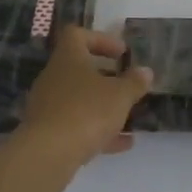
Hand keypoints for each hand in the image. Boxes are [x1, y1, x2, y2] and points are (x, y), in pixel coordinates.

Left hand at [9, 26, 152, 191]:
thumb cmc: (86, 111)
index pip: (78, 35)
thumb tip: (145, 71)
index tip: (121, 53)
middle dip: (106, 78)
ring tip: (130, 118)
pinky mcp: (47, 133)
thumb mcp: (120, 95)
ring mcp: (48, 106)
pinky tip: (121, 144)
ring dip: (103, 107)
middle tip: (127, 85)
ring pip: (80, 100)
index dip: (101, 39)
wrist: (46, 156)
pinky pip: (76, 126)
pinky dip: (97, 131)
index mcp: (68, 58)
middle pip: (80, 69)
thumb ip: (134, 82)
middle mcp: (54, 78)